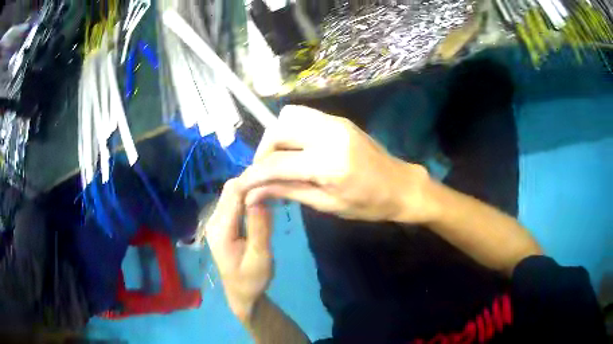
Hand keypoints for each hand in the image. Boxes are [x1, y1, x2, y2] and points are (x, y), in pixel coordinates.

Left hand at [205, 179, 272, 322]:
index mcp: (220, 229)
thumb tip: (260, 198)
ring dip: (251, 188)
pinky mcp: (223, 224)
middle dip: (252, 182)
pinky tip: (263, 199)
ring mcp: (216, 221)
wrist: (242, 294)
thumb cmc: (252, 280)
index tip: (274, 177)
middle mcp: (214, 220)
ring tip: (272, 187)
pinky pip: (234, 202)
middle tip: (276, 181)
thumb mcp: (259, 258)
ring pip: (232, 193)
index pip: (233, 193)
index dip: (252, 181)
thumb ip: (259, 228)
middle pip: (230, 190)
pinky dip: (248, 196)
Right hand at [238, 105, 434, 223]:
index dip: (254, 175)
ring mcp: (335, 121)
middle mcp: (329, 134)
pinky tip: (297, 149)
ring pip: (288, 116)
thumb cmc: (368, 204)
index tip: (242, 185)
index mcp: (329, 163)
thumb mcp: (326, 204)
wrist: (401, 185)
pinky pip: (303, 116)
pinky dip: (291, 130)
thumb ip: (287, 192)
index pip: (277, 163)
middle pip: (278, 130)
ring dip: (276, 137)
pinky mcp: (338, 119)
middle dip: (263, 151)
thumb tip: (253, 193)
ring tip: (280, 159)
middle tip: (265, 172)